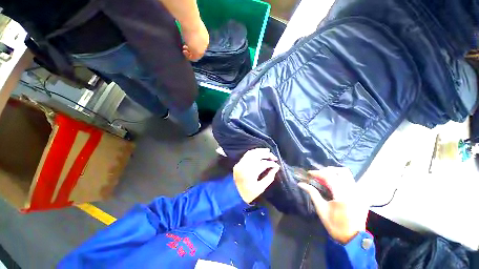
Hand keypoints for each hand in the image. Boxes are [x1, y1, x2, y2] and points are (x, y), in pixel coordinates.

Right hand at [181, 20, 208, 60]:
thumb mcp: (193, 28)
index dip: (194, 46)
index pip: (201, 45)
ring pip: (197, 55)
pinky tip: (184, 53)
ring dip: (190, 54)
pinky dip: (189, 57)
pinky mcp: (198, 52)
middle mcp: (205, 44)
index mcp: (205, 37)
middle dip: (192, 51)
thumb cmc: (190, 22)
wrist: (191, 23)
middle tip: (184, 49)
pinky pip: (194, 58)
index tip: (187, 44)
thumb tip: (188, 33)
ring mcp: (202, 49)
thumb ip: (193, 33)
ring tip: (183, 51)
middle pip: (199, 51)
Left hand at [233, 148, 279, 203]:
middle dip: (267, 154)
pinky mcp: (238, 163)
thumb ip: (269, 177)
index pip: (264, 164)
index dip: (271, 164)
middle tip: (274, 157)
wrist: (233, 195)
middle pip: (257, 155)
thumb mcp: (260, 188)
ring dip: (260, 151)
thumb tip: (276, 168)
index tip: (277, 165)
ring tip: (267, 151)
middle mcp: (245, 166)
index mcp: (251, 173)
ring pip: (251, 153)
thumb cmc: (248, 194)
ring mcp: (240, 163)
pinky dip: (253, 152)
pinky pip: (246, 155)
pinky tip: (259, 153)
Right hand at [298, 167, 368, 243]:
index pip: (329, 177)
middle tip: (319, 174)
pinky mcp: (362, 196)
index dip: (318, 173)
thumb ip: (312, 193)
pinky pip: (351, 182)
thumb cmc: (335, 225)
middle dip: (329, 170)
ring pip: (348, 175)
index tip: (309, 173)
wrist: (353, 238)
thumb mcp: (321, 209)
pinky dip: (341, 180)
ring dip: (335, 174)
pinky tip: (335, 186)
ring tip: (326, 178)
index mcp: (342, 196)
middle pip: (342, 171)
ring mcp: (360, 193)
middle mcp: (353, 191)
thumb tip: (301, 183)